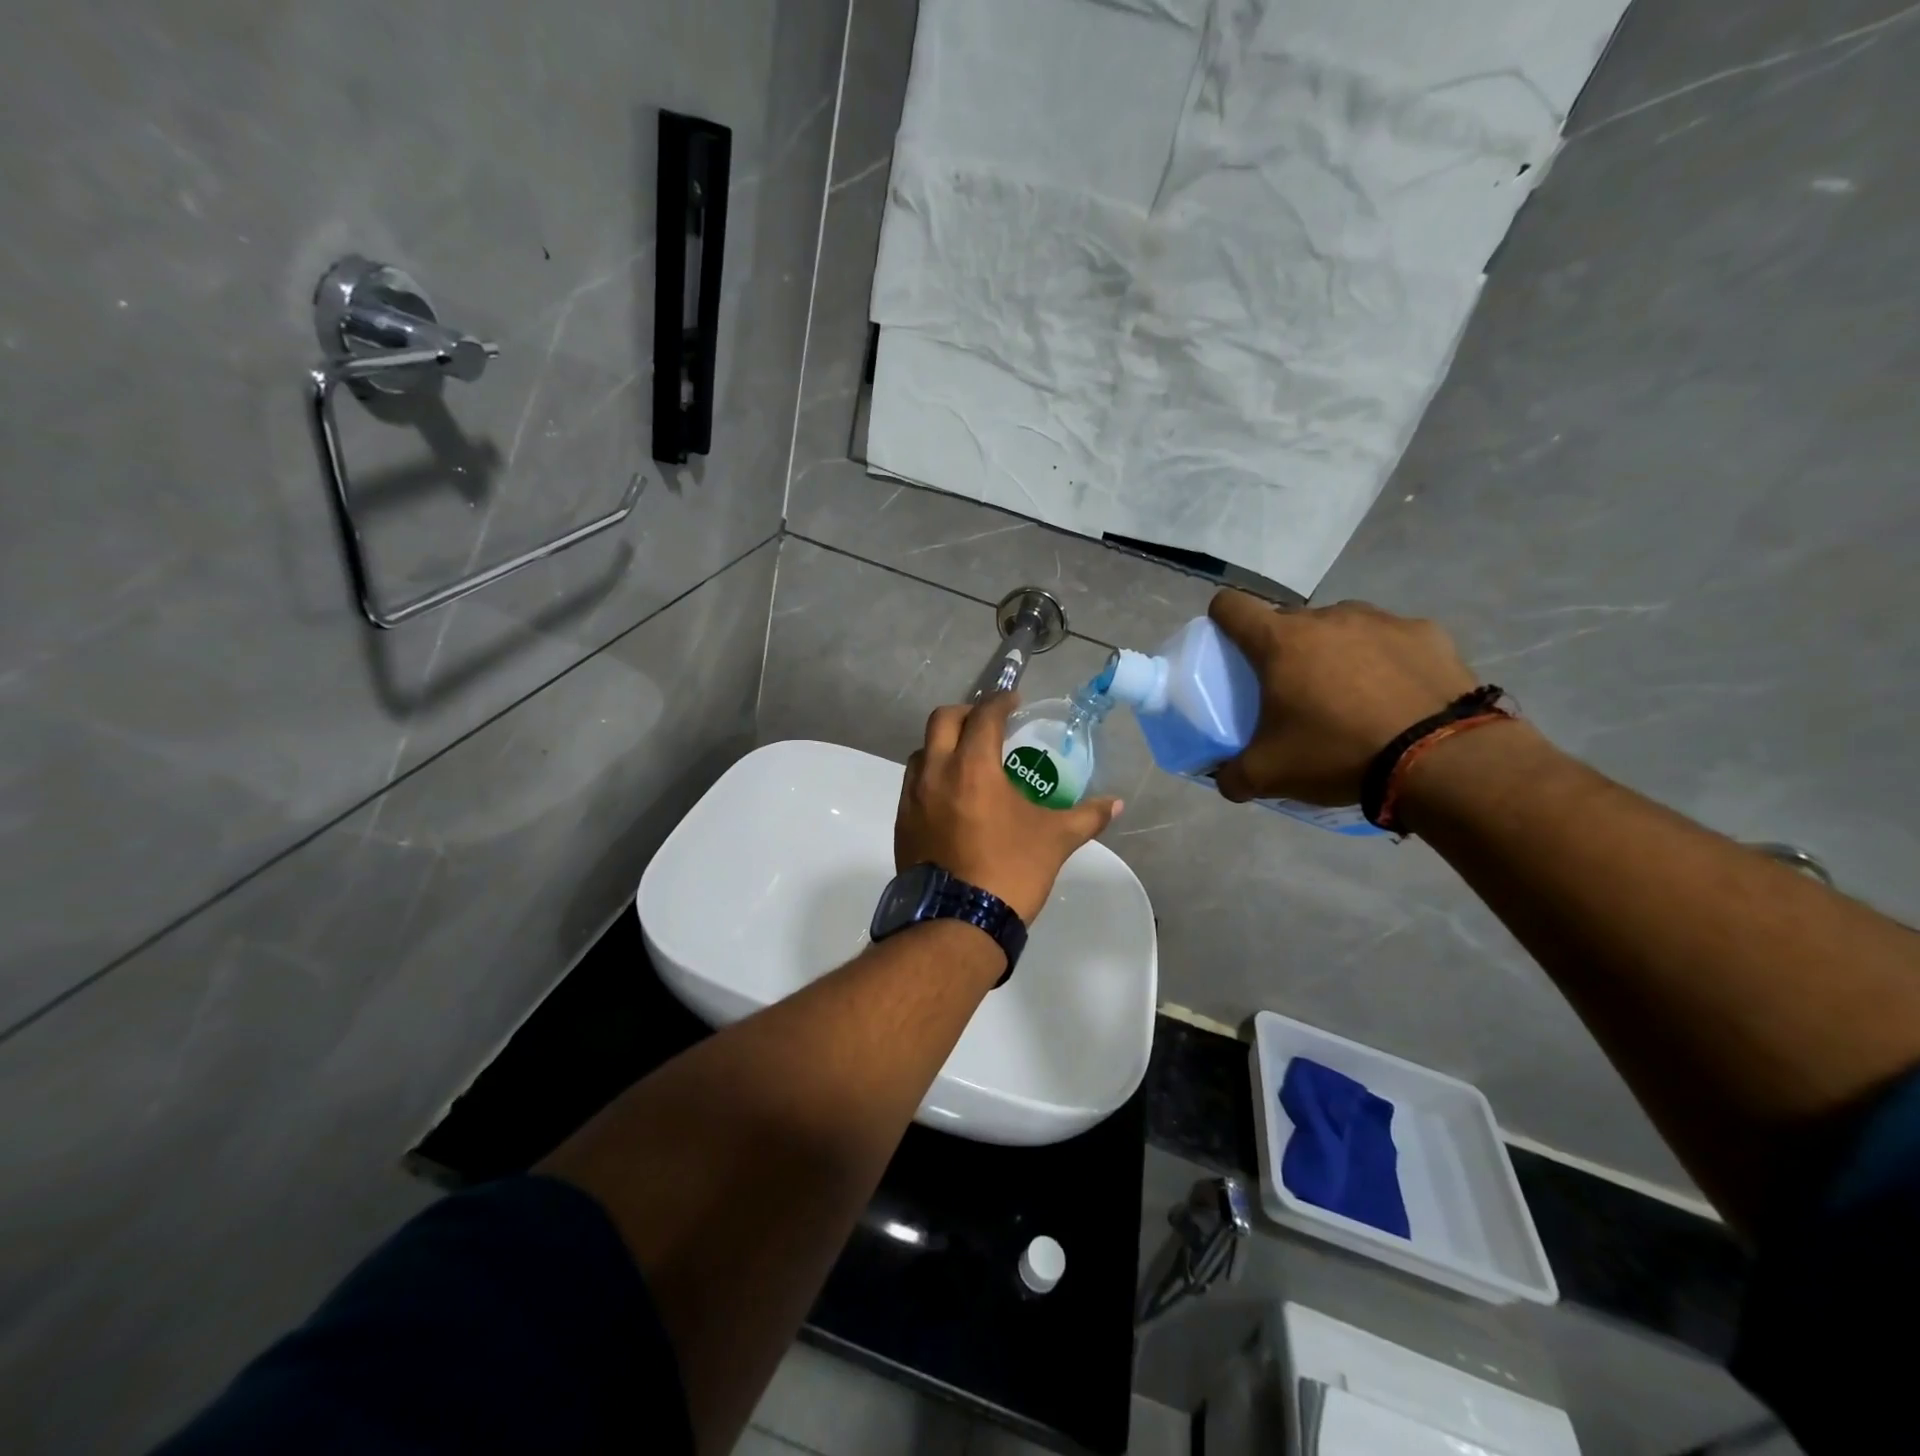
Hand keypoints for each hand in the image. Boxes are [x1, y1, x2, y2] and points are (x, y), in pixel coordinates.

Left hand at [895, 693, 1122, 924]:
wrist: (958, 922)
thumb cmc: (1010, 871)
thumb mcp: (1054, 840)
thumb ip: (1086, 816)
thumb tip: (1116, 804)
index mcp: (973, 767)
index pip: (984, 716)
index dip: (1000, 702)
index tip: (1014, 702)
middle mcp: (936, 772)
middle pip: (943, 720)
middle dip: (967, 712)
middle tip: (989, 723)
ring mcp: (913, 797)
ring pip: (922, 751)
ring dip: (944, 744)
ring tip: (968, 758)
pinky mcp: (902, 822)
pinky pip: (913, 783)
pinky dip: (932, 774)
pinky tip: (952, 795)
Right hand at [1209, 589, 1478, 805]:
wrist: (1440, 759)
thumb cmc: (1337, 753)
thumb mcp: (1269, 774)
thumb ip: (1233, 775)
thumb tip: (1225, 779)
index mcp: (1280, 642)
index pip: (1231, 606)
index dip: (1222, 620)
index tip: (1229, 647)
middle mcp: (1326, 618)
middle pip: (1289, 621)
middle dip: (1283, 648)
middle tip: (1293, 690)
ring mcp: (1380, 620)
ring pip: (1340, 626)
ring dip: (1334, 650)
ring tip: (1350, 694)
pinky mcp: (1426, 632)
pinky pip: (1391, 639)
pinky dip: (1385, 659)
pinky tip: (1397, 696)